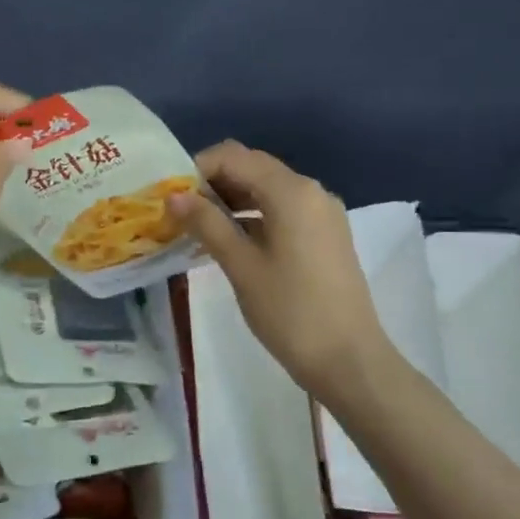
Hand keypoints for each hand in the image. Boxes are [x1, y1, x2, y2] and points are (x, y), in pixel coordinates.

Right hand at [168, 140, 397, 404]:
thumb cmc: (290, 312)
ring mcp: (322, 213)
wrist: (350, 361)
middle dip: (212, 183)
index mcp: (291, 191)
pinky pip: (282, 210)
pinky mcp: (325, 235)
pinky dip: (252, 216)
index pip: (233, 157)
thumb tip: (174, 195)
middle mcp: (310, 191)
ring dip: (231, 200)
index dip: (196, 169)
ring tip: (197, 228)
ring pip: (266, 190)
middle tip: (179, 212)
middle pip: (251, 168)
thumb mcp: (241, 265)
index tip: (170, 196)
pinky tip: (228, 242)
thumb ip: (207, 223)